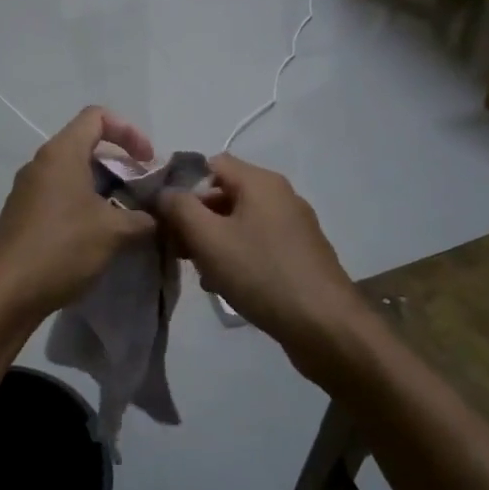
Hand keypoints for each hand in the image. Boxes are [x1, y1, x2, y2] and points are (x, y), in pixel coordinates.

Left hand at [0, 107, 157, 318]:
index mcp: (61, 154)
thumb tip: (157, 217)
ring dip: (104, 188)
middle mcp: (41, 164)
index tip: (148, 162)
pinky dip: (84, 205)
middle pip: (86, 145)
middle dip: (120, 165)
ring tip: (126, 217)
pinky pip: (59, 196)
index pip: (97, 117)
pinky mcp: (22, 215)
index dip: (129, 131)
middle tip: (143, 193)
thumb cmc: (62, 248)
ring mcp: (27, 190)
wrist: (5, 293)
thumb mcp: (114, 232)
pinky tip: (98, 236)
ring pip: (73, 174)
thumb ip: (143, 218)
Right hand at [156, 154, 372, 381]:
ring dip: (214, 241)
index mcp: (261, 182)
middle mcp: (281, 196)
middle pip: (225, 193)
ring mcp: (294, 226)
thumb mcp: (208, 238)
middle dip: (196, 218)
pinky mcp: (300, 254)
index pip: (211, 164)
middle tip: (176, 249)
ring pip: (240, 222)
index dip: (183, 185)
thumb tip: (164, 192)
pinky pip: (258, 243)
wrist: (324, 325)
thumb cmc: (261, 274)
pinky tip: (225, 284)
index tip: (164, 216)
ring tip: (200, 272)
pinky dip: (237, 256)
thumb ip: (179, 208)